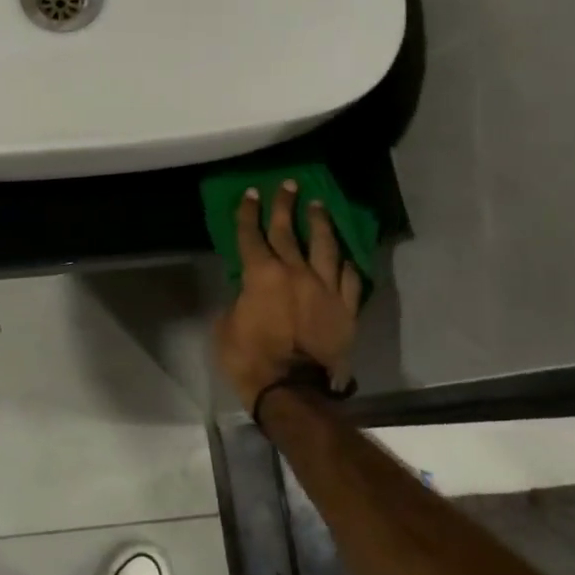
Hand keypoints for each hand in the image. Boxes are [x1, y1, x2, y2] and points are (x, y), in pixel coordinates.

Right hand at [213, 180, 364, 410]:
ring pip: (324, 247)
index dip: (248, 213)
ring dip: (319, 223)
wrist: (292, 390)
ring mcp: (325, 288)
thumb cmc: (250, 359)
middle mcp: (295, 272)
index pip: (251, 235)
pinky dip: (345, 264)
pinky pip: (349, 278)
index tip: (250, 194)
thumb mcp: (226, 327)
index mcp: (261, 275)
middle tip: (288, 185)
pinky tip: (344, 255)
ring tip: (318, 205)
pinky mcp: (346, 308)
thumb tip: (246, 295)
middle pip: (288, 232)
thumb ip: (237, 302)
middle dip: (285, 206)